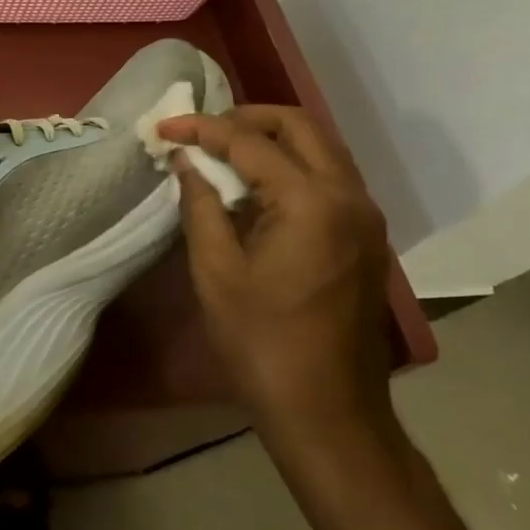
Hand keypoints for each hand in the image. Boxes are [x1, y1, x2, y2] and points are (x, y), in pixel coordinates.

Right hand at [156, 105, 395, 449]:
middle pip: (298, 126)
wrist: (328, 411)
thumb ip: (200, 203)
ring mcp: (365, 216)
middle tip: (201, 131)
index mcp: (310, 202)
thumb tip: (186, 160)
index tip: (164, 128)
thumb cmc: (262, 342)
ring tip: (223, 151)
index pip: (249, 141)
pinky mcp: (366, 235)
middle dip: (245, 117)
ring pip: (319, 147)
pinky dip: (291, 163)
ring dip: (271, 138)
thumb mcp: (215, 269)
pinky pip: (328, 175)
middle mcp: (348, 196)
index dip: (201, 128)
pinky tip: (256, 186)